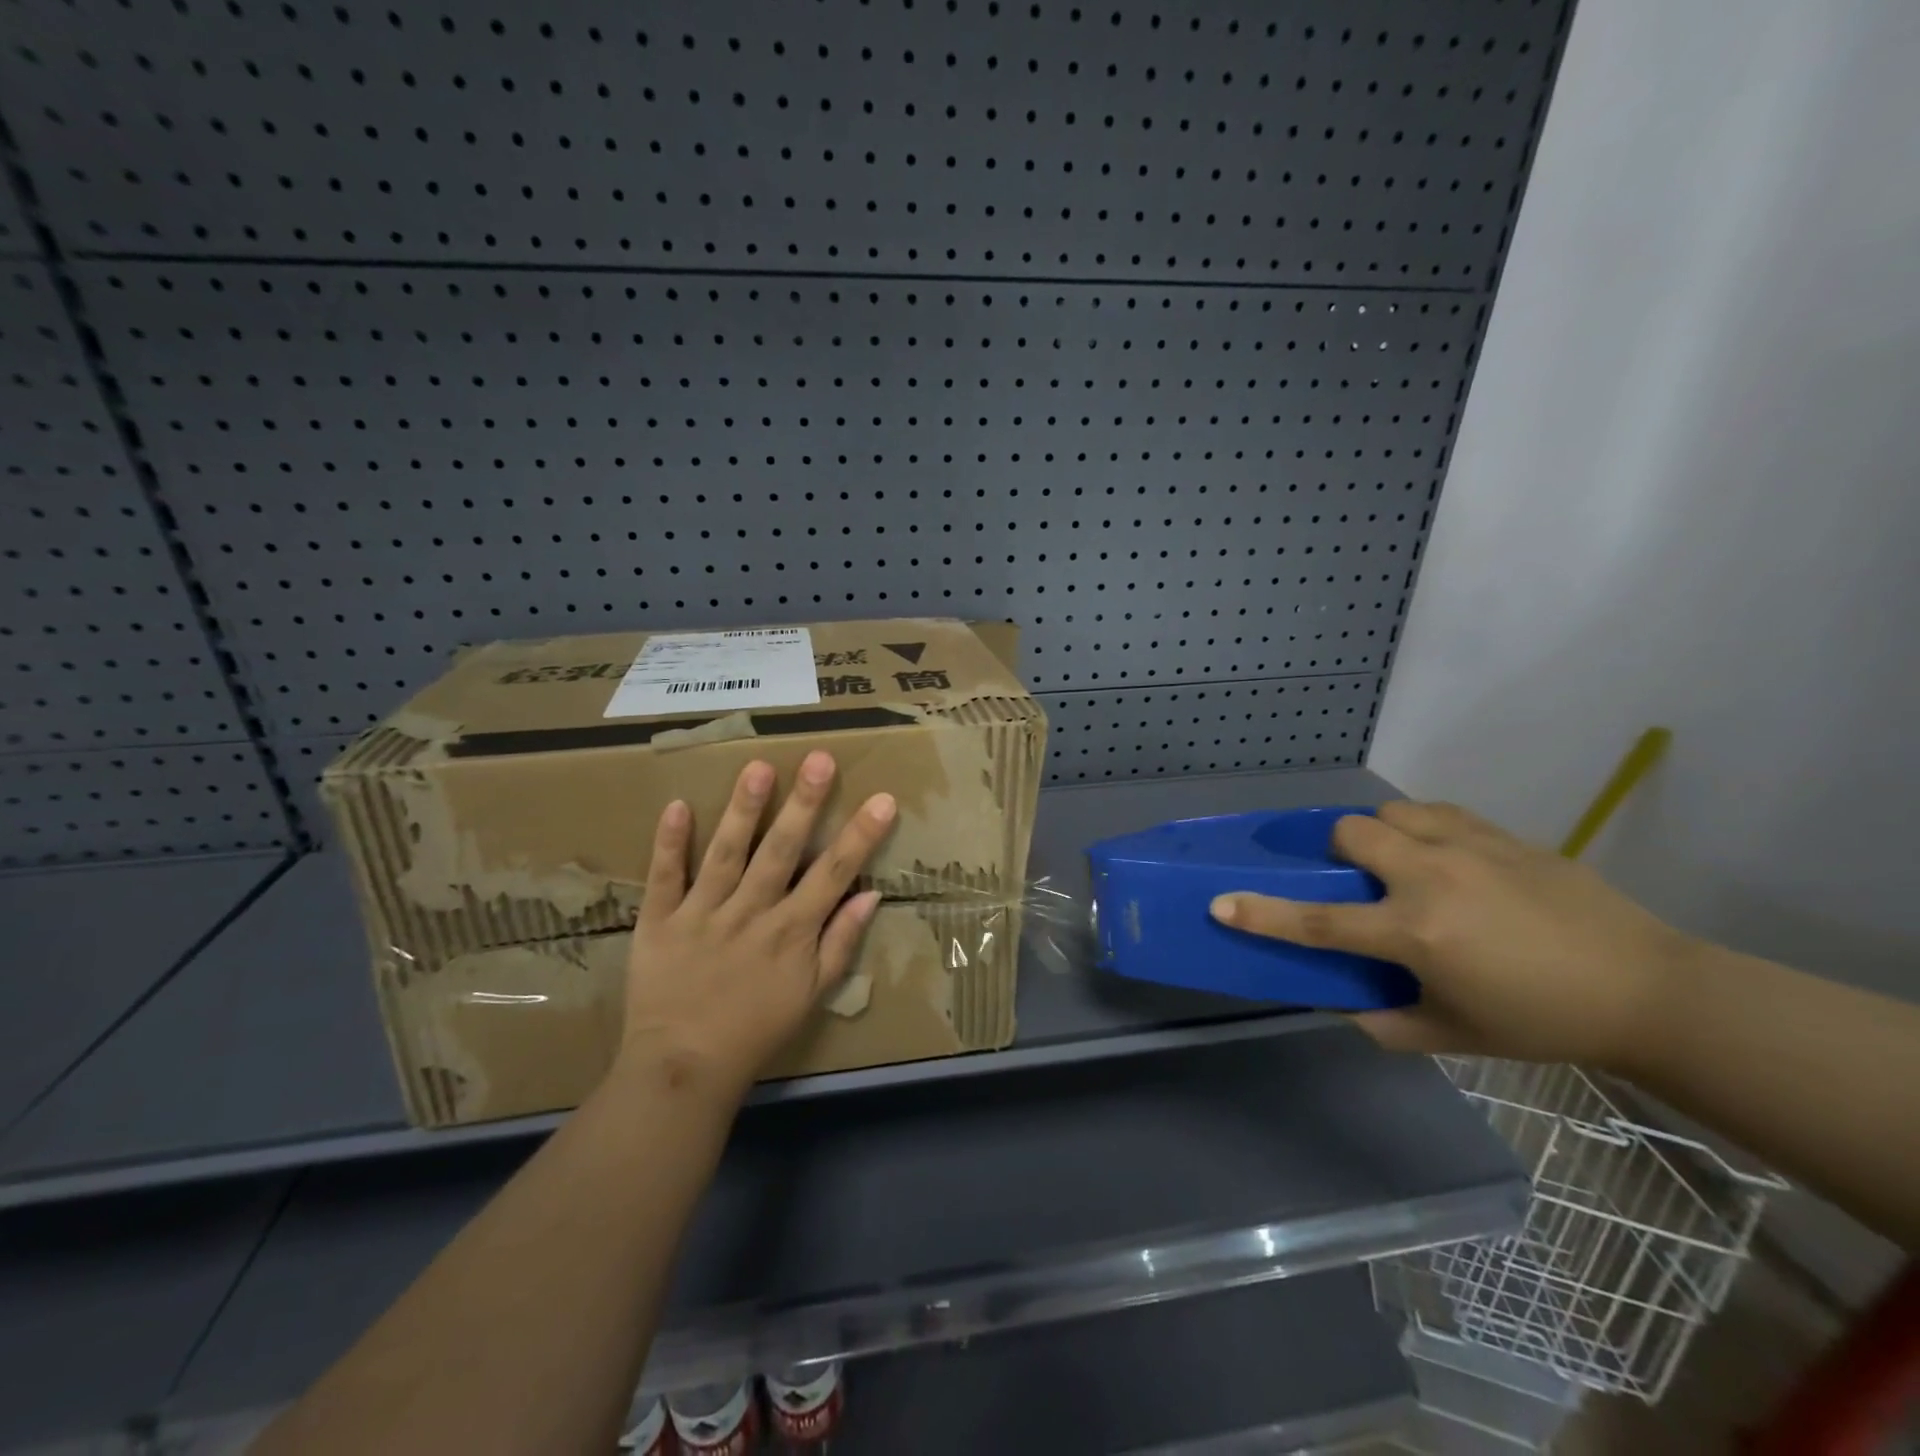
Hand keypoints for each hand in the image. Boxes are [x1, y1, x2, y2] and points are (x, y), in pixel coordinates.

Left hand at [620, 752, 896, 1095]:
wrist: (684, 1068)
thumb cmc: (757, 1030)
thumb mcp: (812, 994)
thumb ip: (841, 943)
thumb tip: (870, 896)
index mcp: (791, 931)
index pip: (834, 874)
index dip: (861, 835)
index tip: (883, 799)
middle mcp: (751, 913)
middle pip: (781, 851)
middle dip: (804, 804)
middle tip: (819, 759)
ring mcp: (703, 915)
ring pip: (726, 854)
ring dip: (742, 810)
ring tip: (757, 767)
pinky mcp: (660, 922)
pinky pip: (664, 878)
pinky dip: (669, 844)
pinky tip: (677, 806)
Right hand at [1209, 800, 1698, 1070]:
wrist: (1647, 991)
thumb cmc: (1540, 1021)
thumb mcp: (1452, 1036)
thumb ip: (1383, 1022)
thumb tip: (1341, 1003)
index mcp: (1415, 934)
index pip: (1318, 923)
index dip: (1262, 915)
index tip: (1220, 903)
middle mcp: (1430, 879)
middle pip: (1351, 834)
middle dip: (1336, 851)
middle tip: (1353, 880)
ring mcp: (1468, 848)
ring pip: (1391, 811)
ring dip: (1378, 833)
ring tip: (1395, 860)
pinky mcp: (1501, 835)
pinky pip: (1436, 811)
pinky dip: (1419, 825)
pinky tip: (1437, 852)